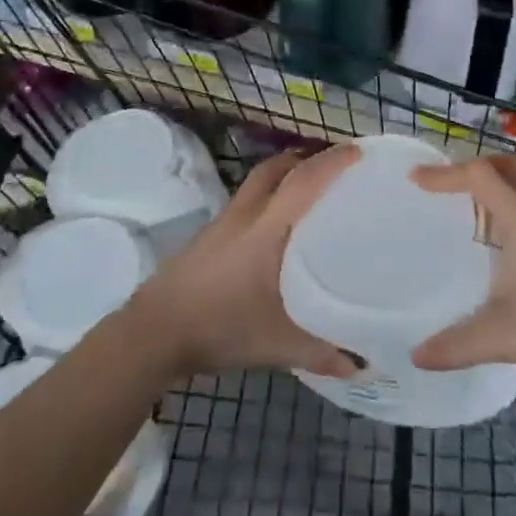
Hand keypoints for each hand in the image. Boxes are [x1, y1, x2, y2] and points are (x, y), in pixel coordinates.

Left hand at [128, 144, 359, 380]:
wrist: (155, 330)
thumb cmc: (221, 325)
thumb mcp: (277, 344)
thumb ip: (320, 351)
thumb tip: (361, 363)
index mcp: (266, 228)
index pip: (303, 181)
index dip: (331, 163)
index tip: (358, 152)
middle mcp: (245, 214)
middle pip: (276, 169)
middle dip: (305, 159)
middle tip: (334, 167)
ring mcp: (223, 223)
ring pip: (258, 183)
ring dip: (283, 176)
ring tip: (309, 191)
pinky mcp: (209, 237)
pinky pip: (246, 202)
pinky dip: (267, 199)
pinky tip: (275, 228)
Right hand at [411, 155, 515, 384]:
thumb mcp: (504, 337)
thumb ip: (457, 344)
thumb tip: (416, 355)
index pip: (480, 176)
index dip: (445, 173)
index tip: (417, 180)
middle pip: (510, 166)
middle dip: (476, 165)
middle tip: (449, 184)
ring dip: (500, 183)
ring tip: (474, 206)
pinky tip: (509, 241)